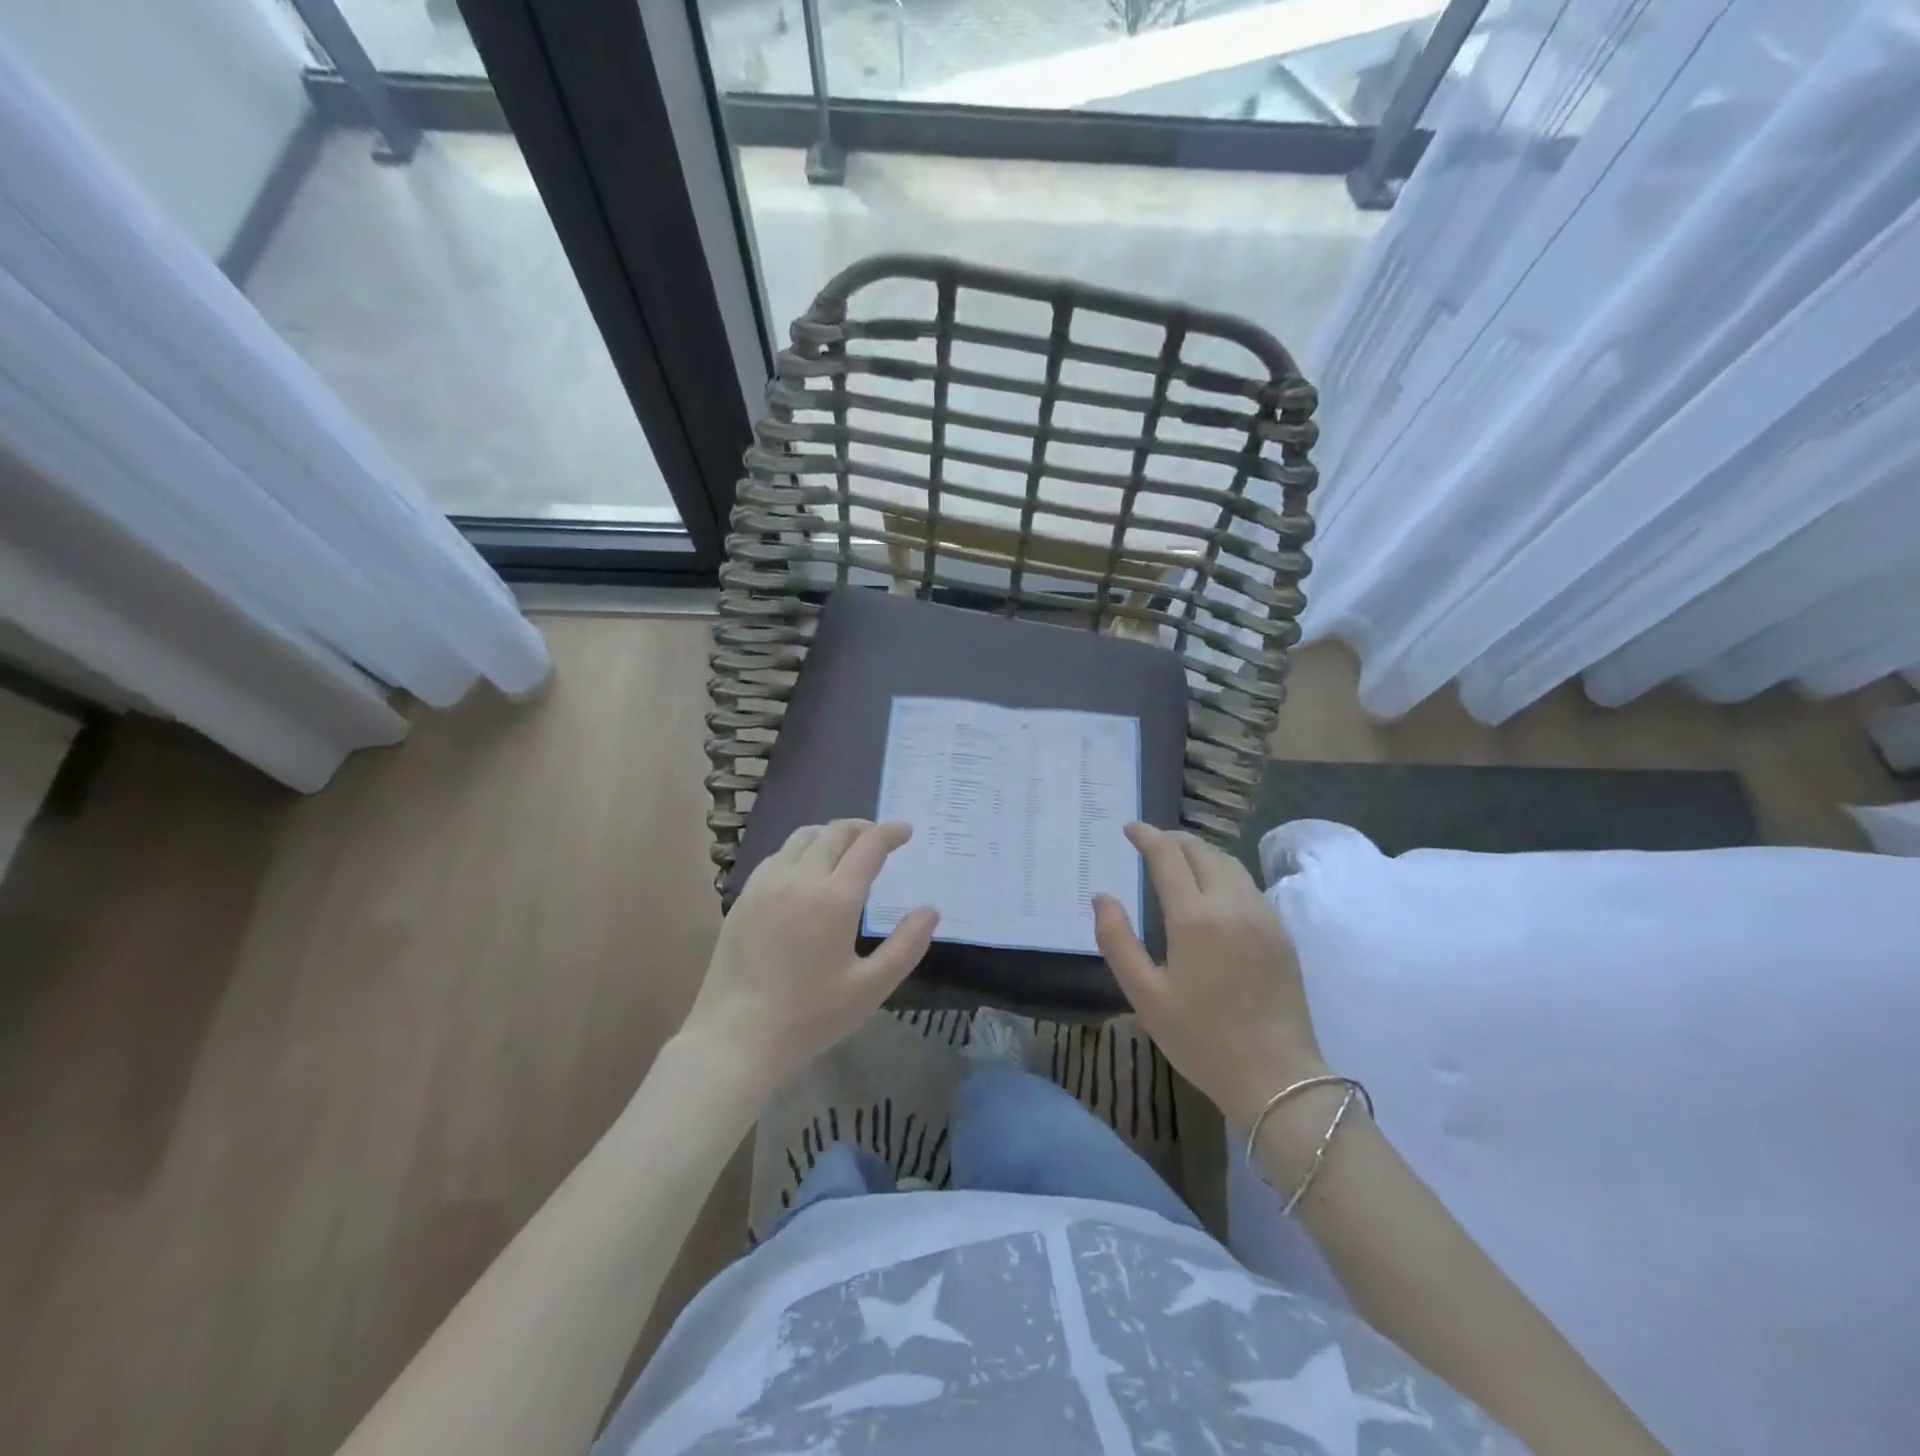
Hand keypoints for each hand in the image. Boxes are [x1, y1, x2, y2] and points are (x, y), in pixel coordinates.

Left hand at [681, 820, 938, 1097]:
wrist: (735, 1039)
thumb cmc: (809, 1017)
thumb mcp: (871, 988)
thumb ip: (906, 945)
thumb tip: (930, 911)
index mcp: (834, 898)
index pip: (869, 845)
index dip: (891, 833)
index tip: (906, 832)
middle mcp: (799, 878)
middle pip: (835, 833)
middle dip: (862, 828)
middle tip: (879, 838)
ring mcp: (766, 885)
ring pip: (802, 837)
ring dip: (830, 835)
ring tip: (844, 849)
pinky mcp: (744, 897)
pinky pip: (777, 856)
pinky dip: (800, 851)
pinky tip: (805, 873)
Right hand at [1094, 822, 1324, 1128]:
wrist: (1277, 1078)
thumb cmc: (1201, 1039)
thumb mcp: (1144, 995)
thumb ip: (1117, 940)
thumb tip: (1102, 897)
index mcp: (1194, 917)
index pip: (1167, 856)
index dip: (1146, 836)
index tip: (1129, 828)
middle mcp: (1231, 904)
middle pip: (1201, 851)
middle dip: (1173, 839)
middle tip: (1150, 841)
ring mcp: (1262, 916)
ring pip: (1229, 863)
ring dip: (1200, 851)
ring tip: (1179, 857)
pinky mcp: (1280, 932)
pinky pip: (1248, 884)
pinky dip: (1223, 870)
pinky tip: (1212, 887)